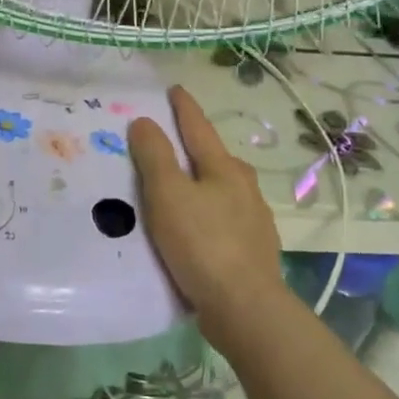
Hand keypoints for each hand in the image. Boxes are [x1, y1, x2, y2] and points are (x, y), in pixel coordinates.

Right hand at [128, 86, 283, 352]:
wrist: (245, 309)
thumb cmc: (202, 244)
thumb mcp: (168, 195)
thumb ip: (155, 156)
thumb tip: (145, 121)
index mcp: (223, 168)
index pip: (198, 127)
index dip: (183, 108)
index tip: (174, 89)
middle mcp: (244, 187)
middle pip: (214, 157)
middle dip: (194, 146)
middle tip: (170, 142)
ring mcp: (253, 219)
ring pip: (222, 190)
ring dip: (201, 183)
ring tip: (179, 188)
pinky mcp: (252, 250)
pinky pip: (223, 220)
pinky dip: (206, 214)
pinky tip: (196, 229)